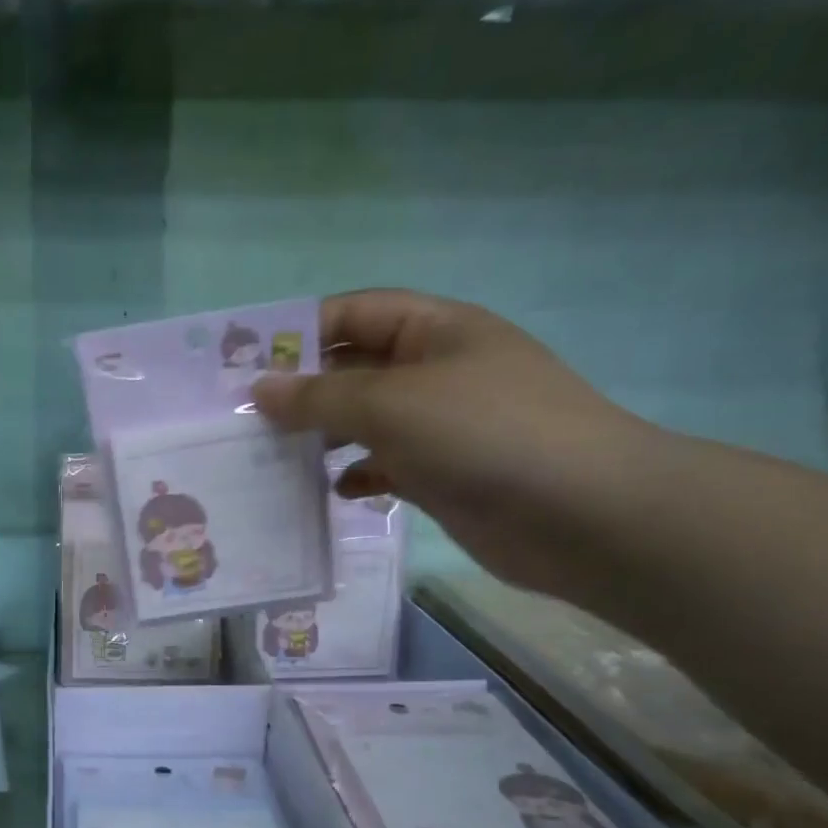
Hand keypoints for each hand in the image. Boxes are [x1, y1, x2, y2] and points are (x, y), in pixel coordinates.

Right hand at [252, 289, 657, 595]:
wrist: (581, 514)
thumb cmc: (483, 434)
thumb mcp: (391, 404)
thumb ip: (319, 397)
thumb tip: (259, 391)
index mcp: (435, 330)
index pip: (355, 313)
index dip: (301, 331)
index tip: (247, 364)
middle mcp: (437, 370)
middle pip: (356, 369)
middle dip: (305, 391)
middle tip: (248, 420)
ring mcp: (443, 425)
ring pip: (367, 421)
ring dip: (325, 437)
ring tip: (276, 458)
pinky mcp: (445, 474)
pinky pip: (387, 465)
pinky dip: (359, 474)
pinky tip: (335, 491)